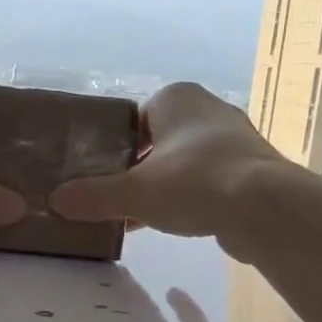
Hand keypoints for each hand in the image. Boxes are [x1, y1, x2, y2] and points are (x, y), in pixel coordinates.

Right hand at [49, 82, 286, 240]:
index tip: (98, 174)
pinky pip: (207, 180)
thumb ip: (94, 196)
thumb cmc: (194, 182)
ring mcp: (233, 139)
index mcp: (176, 98)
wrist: (266, 208)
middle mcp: (206, 109)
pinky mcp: (250, 169)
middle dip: (136, 169)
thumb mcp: (134, 193)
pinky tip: (172, 223)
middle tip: (113, 196)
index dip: (112, 147)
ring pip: (183, 162)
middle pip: (157, 140)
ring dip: (162, 186)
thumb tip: (55, 201)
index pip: (132, 117)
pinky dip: (189, 197)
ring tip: (137, 215)